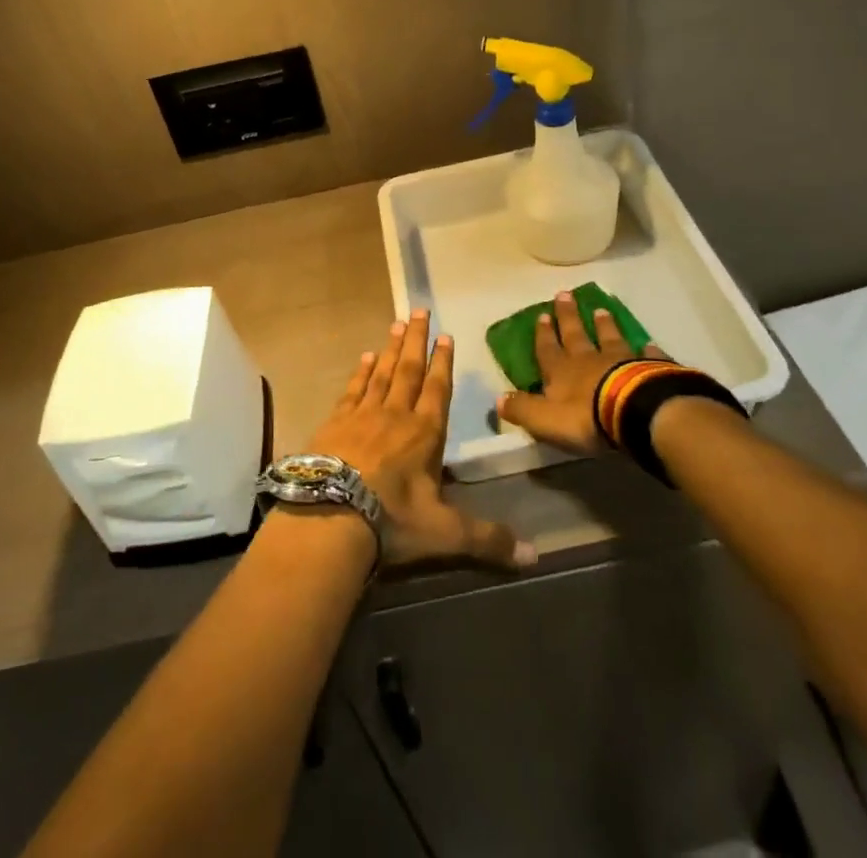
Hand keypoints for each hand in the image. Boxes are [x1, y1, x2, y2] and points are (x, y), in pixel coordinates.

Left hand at [305, 310, 534, 571]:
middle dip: (416, 341)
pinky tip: (365, 357)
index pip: (437, 390)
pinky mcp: (334, 422)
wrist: (331, 515)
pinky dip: (361, 372)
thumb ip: (488, 539)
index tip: (446, 335)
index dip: (443, 363)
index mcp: (424, 434)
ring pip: (381, 373)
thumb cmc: (392, 520)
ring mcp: (362, 415)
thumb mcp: (445, 534)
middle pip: (408, 370)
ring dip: (391, 349)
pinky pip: (352, 389)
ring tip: (396, 324)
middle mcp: (395, 415)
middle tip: (419, 310)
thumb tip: (535, 556)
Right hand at [495, 288, 667, 453]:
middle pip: (575, 334)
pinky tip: (648, 343)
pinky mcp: (648, 368)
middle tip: (565, 294)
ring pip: (609, 337)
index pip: (548, 349)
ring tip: (600, 309)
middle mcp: (588, 359)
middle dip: (568, 316)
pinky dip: (646, 349)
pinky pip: (646, 355)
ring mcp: (620, 360)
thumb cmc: (585, 418)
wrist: (635, 413)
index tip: (541, 314)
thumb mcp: (545, 419)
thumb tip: (498, 399)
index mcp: (561, 371)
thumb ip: (522, 409)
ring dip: (604, 324)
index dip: (543, 334)